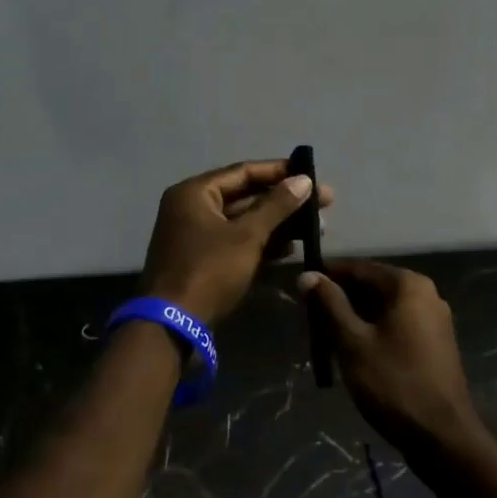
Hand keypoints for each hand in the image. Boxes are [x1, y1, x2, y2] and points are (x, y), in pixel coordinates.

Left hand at [141, 160, 333, 326]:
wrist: (173, 326)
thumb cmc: (209, 271)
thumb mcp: (247, 236)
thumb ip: (277, 206)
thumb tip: (305, 180)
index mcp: (195, 193)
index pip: (244, 171)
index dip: (280, 171)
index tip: (312, 174)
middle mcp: (192, 208)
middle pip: (245, 196)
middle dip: (283, 201)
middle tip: (323, 203)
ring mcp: (196, 235)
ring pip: (243, 221)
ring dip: (277, 224)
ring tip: (315, 228)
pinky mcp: (203, 260)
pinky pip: (237, 242)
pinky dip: (262, 242)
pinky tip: (291, 248)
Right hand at [300, 261, 479, 459]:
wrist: (441, 437)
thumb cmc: (393, 383)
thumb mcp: (353, 342)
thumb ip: (330, 304)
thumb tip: (308, 275)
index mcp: (408, 285)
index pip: (359, 269)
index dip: (328, 278)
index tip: (302, 293)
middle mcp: (426, 293)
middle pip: (373, 286)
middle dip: (342, 301)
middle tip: (313, 322)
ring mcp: (435, 319)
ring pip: (384, 308)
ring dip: (356, 319)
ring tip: (328, 339)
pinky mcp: (436, 343)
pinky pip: (398, 325)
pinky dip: (375, 332)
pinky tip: (356, 353)